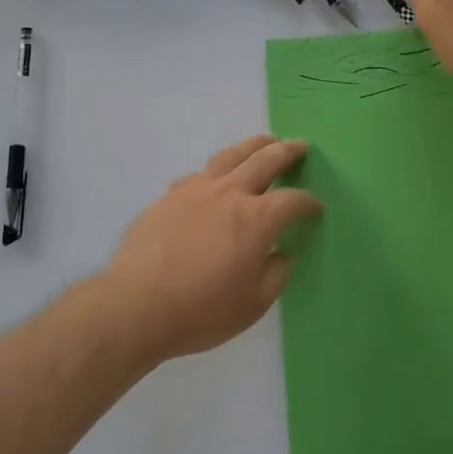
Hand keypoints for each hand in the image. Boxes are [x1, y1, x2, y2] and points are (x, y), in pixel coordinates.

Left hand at [99, 135, 321, 361]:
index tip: (316, 208)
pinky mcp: (169, 196)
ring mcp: (196, 189)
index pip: (292, 201)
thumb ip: (275, 274)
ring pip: (230, 155)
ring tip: (263, 143)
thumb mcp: (253, 304)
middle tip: (300, 146)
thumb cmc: (202, 310)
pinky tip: (214, 179)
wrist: (137, 305)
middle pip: (265, 160)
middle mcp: (229, 193)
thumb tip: (283, 253)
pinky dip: (216, 170)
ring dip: (252, 146)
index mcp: (257, 219)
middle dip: (287, 151)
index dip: (308, 203)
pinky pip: (199, 173)